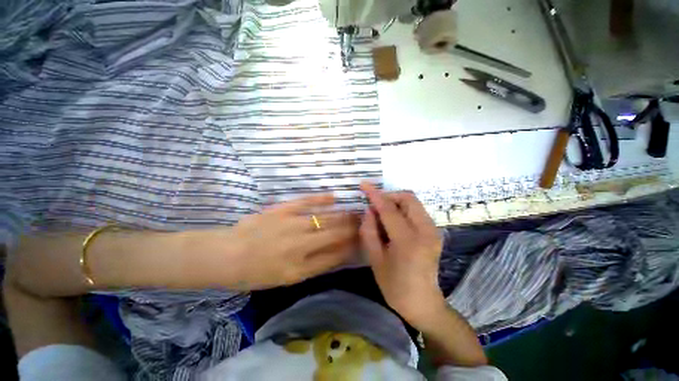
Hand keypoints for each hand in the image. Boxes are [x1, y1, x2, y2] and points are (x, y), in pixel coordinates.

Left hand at [198, 194, 359, 289]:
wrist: (226, 255)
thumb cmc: (255, 272)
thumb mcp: (286, 278)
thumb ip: (313, 266)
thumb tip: (336, 254)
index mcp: (299, 268)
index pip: (335, 256)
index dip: (351, 248)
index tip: (362, 240)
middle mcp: (299, 245)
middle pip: (334, 235)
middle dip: (353, 229)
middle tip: (365, 222)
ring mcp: (291, 225)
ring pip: (324, 219)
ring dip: (343, 215)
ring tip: (356, 212)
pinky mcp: (282, 210)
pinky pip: (306, 202)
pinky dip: (321, 199)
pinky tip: (334, 197)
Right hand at [359, 182, 445, 325]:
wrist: (423, 303)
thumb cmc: (395, 286)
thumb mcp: (375, 259)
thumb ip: (369, 231)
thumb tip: (368, 209)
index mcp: (408, 242)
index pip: (389, 209)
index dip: (375, 195)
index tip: (364, 185)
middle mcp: (426, 231)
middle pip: (408, 198)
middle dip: (389, 196)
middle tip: (375, 205)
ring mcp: (434, 231)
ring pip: (413, 202)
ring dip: (396, 202)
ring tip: (382, 215)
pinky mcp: (435, 232)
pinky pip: (417, 211)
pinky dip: (403, 209)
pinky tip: (393, 222)